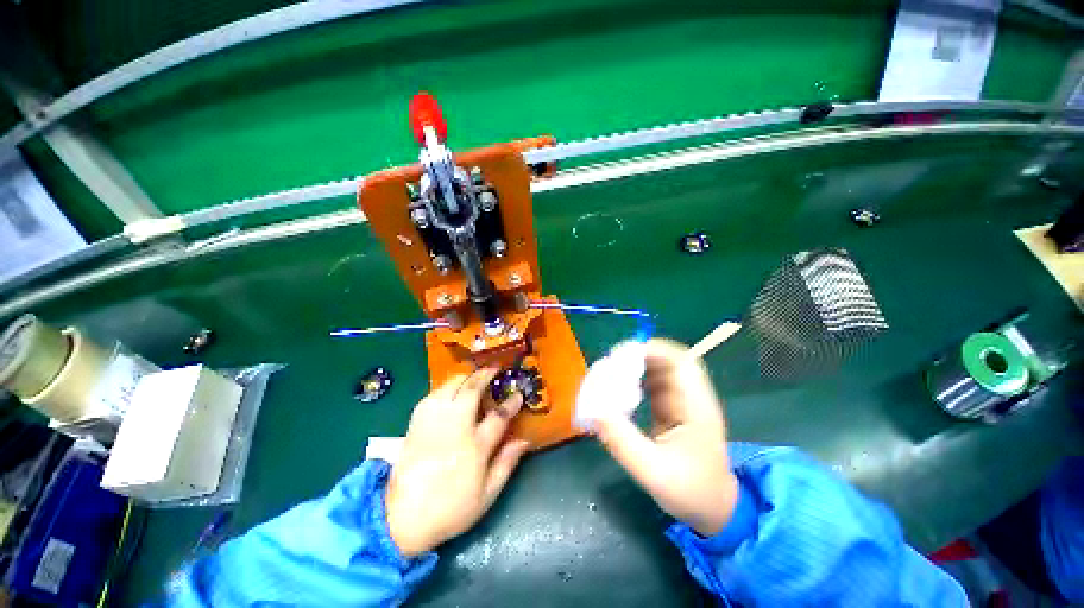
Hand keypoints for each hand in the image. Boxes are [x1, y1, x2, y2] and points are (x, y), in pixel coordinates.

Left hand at [385, 368, 529, 556]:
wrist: (401, 519)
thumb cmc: (451, 509)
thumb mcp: (487, 495)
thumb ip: (507, 464)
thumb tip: (525, 441)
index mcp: (475, 447)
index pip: (499, 416)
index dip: (511, 402)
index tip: (518, 394)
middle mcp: (455, 428)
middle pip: (471, 391)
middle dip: (485, 375)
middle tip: (494, 368)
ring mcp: (433, 424)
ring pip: (450, 387)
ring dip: (465, 377)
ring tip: (474, 375)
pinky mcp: (416, 424)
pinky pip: (432, 395)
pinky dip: (445, 387)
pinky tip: (451, 390)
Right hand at [595, 338, 738, 536]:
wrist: (712, 509)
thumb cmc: (690, 492)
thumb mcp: (654, 472)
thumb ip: (623, 442)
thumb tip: (594, 411)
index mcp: (697, 407)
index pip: (682, 362)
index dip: (654, 350)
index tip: (623, 354)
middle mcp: (690, 397)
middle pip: (667, 360)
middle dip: (638, 356)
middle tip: (610, 363)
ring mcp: (680, 402)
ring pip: (657, 370)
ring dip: (634, 366)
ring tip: (609, 374)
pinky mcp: (669, 408)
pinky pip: (650, 384)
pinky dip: (632, 380)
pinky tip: (617, 389)